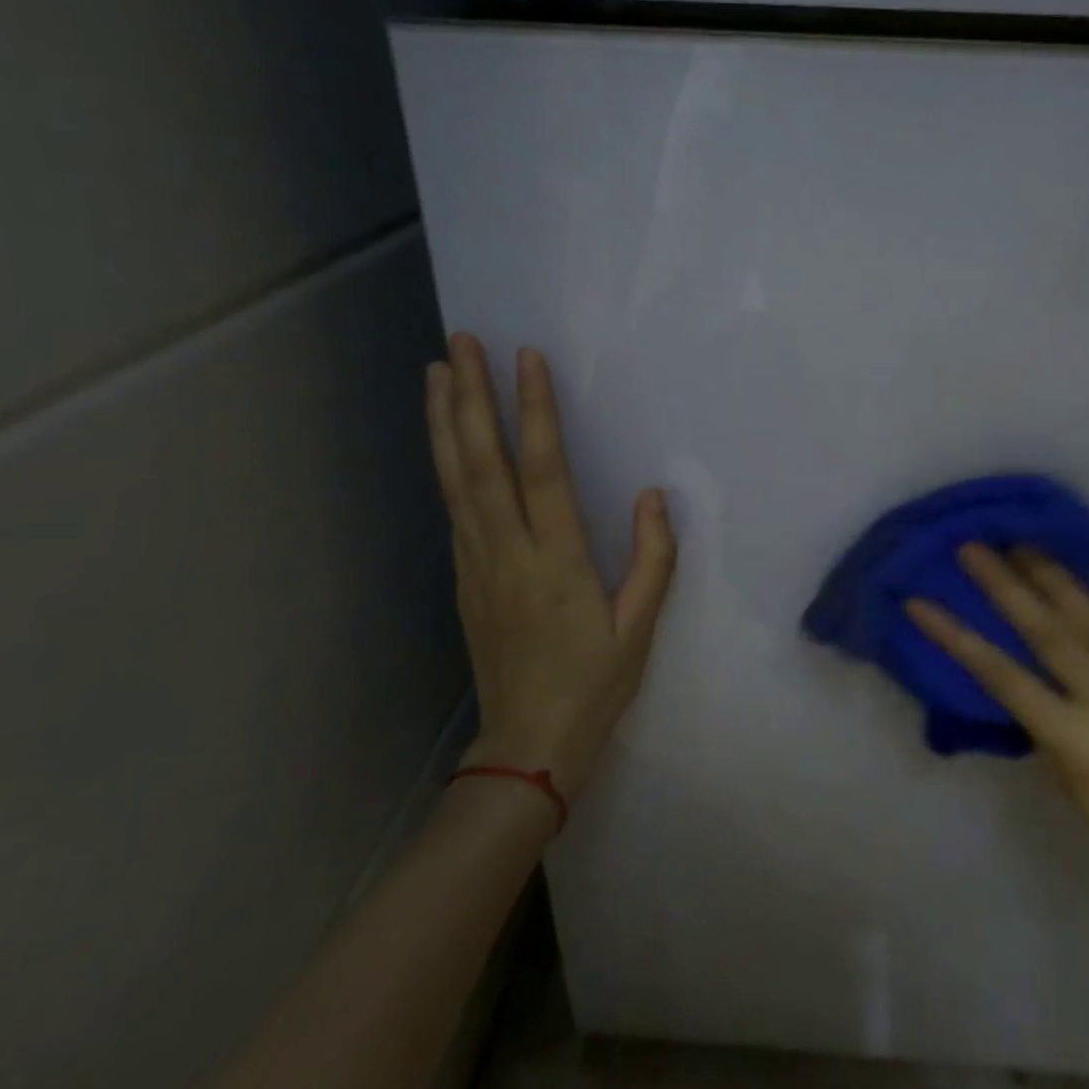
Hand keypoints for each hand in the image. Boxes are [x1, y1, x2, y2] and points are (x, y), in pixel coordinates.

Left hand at [425, 333, 675, 800]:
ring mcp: (477, 563)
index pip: (542, 470)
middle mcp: (508, 552)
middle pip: (481, 463)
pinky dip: (445, 462)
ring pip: (455, 480)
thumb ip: (652, 558)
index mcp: (557, 561)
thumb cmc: (594, 684)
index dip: (534, 412)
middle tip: (458, 342)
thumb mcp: (640, 628)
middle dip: (469, 398)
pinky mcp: (463, 577)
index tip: (526, 359)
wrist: (528, 746)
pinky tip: (445, 437)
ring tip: (436, 371)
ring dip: (444, 422)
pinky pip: (453, 506)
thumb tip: (652, 495)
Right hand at [906, 546, 1088, 919]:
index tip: (920, 602)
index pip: (1002, 676)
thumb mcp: (1065, 776)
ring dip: (1053, 576)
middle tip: (973, 547)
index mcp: (1075, 739)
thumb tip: (1020, 660)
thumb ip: (1041, 717)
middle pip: (1046, 632)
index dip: (956, 636)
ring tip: (1022, 544)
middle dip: (1004, 585)